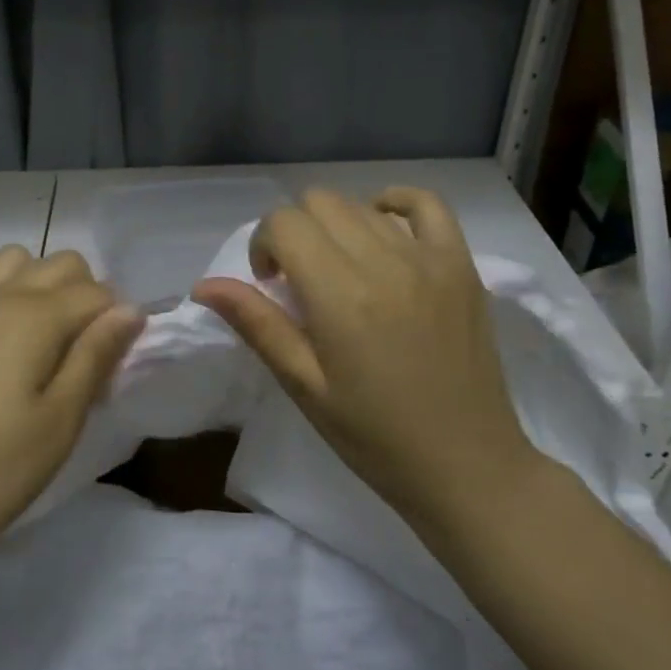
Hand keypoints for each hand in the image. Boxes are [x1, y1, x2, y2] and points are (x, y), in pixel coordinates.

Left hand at [0, 244, 142, 669]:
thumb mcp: (61, 421)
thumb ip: (96, 356)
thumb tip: (130, 308)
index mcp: (38, 317)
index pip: (97, 294)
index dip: (116, 322)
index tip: (114, 365)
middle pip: (59, 265)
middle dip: (85, 295)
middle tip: (84, 353)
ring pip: (10, 258)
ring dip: (36, 278)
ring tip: (42, 329)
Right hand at [192, 188, 532, 520]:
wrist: (466, 466)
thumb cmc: (374, 436)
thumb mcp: (304, 385)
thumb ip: (256, 324)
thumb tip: (204, 285)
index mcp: (338, 294)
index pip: (283, 223)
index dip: (263, 245)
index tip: (270, 284)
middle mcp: (383, 262)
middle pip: (318, 203)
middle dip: (294, 232)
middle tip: (299, 280)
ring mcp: (428, 259)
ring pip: (361, 205)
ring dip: (335, 227)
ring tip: (340, 271)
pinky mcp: (462, 265)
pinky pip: (427, 204)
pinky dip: (395, 204)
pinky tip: (381, 228)